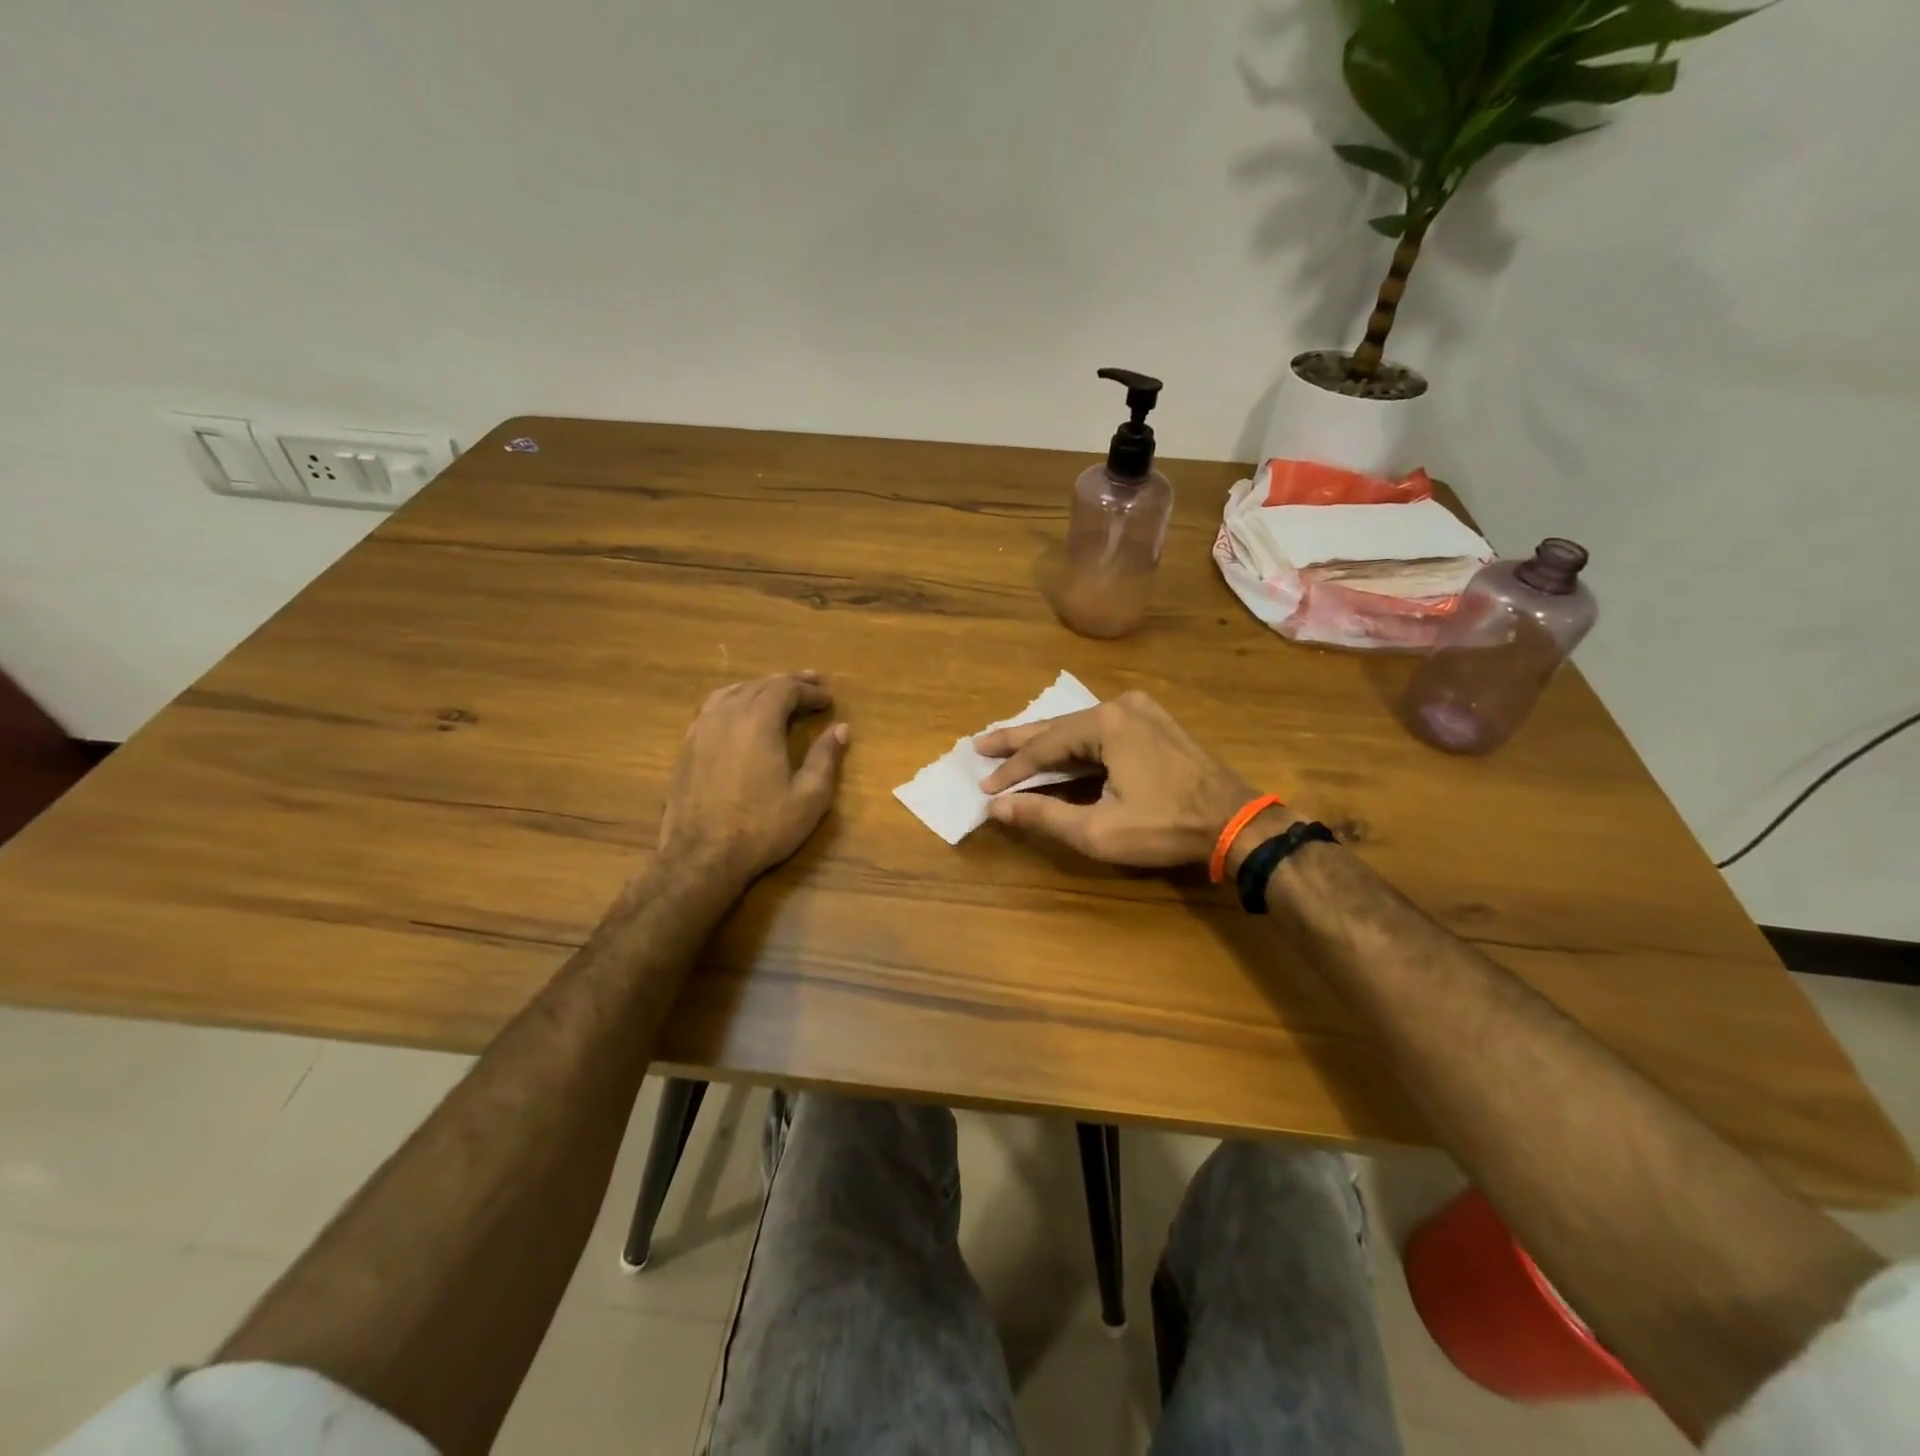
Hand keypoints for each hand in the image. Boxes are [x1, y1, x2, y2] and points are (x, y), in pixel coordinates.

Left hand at [660, 671, 848, 886]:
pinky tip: (740, 712)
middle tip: (811, 684)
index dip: (810, 691)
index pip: (787, 689)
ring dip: (760, 687)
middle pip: (760, 684)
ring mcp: (702, 728)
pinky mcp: (687, 746)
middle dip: (788, 682)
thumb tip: (840, 729)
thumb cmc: (762, 827)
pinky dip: (734, 700)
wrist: (701, 856)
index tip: (829, 699)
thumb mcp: (808, 797)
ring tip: (777, 692)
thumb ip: (825, 758)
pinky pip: (713, 707)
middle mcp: (728, 714)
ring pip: (733, 691)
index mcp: (759, 721)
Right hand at [975, 691, 1289, 868]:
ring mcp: (1142, 712)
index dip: (1012, 770)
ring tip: (1009, 747)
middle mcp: (1121, 706)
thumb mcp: (1097, 829)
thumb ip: (1043, 814)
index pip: (1044, 746)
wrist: (1236, 822)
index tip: (984, 785)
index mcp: (1106, 723)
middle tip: (980, 744)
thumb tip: (996, 806)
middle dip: (1018, 741)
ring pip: (1080, 729)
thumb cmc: (1165, 827)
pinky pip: (1103, 732)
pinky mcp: (1155, 724)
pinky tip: (1058, 752)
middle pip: (1058, 727)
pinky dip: (1076, 746)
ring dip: (1047, 743)